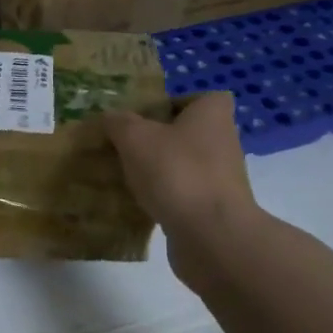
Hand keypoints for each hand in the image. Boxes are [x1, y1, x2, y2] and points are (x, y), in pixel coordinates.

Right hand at [103, 93, 261, 272]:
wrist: (210, 234)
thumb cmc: (175, 171)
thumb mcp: (134, 138)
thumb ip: (118, 123)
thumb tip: (109, 118)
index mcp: (212, 114)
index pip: (197, 98)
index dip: (171, 104)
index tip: (143, 118)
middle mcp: (223, 141)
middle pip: (186, 133)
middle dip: (157, 140)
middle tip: (124, 147)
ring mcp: (221, 177)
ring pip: (183, 165)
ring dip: (158, 170)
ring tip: (124, 176)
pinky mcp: (214, 208)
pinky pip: (183, 194)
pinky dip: (163, 197)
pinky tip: (138, 204)